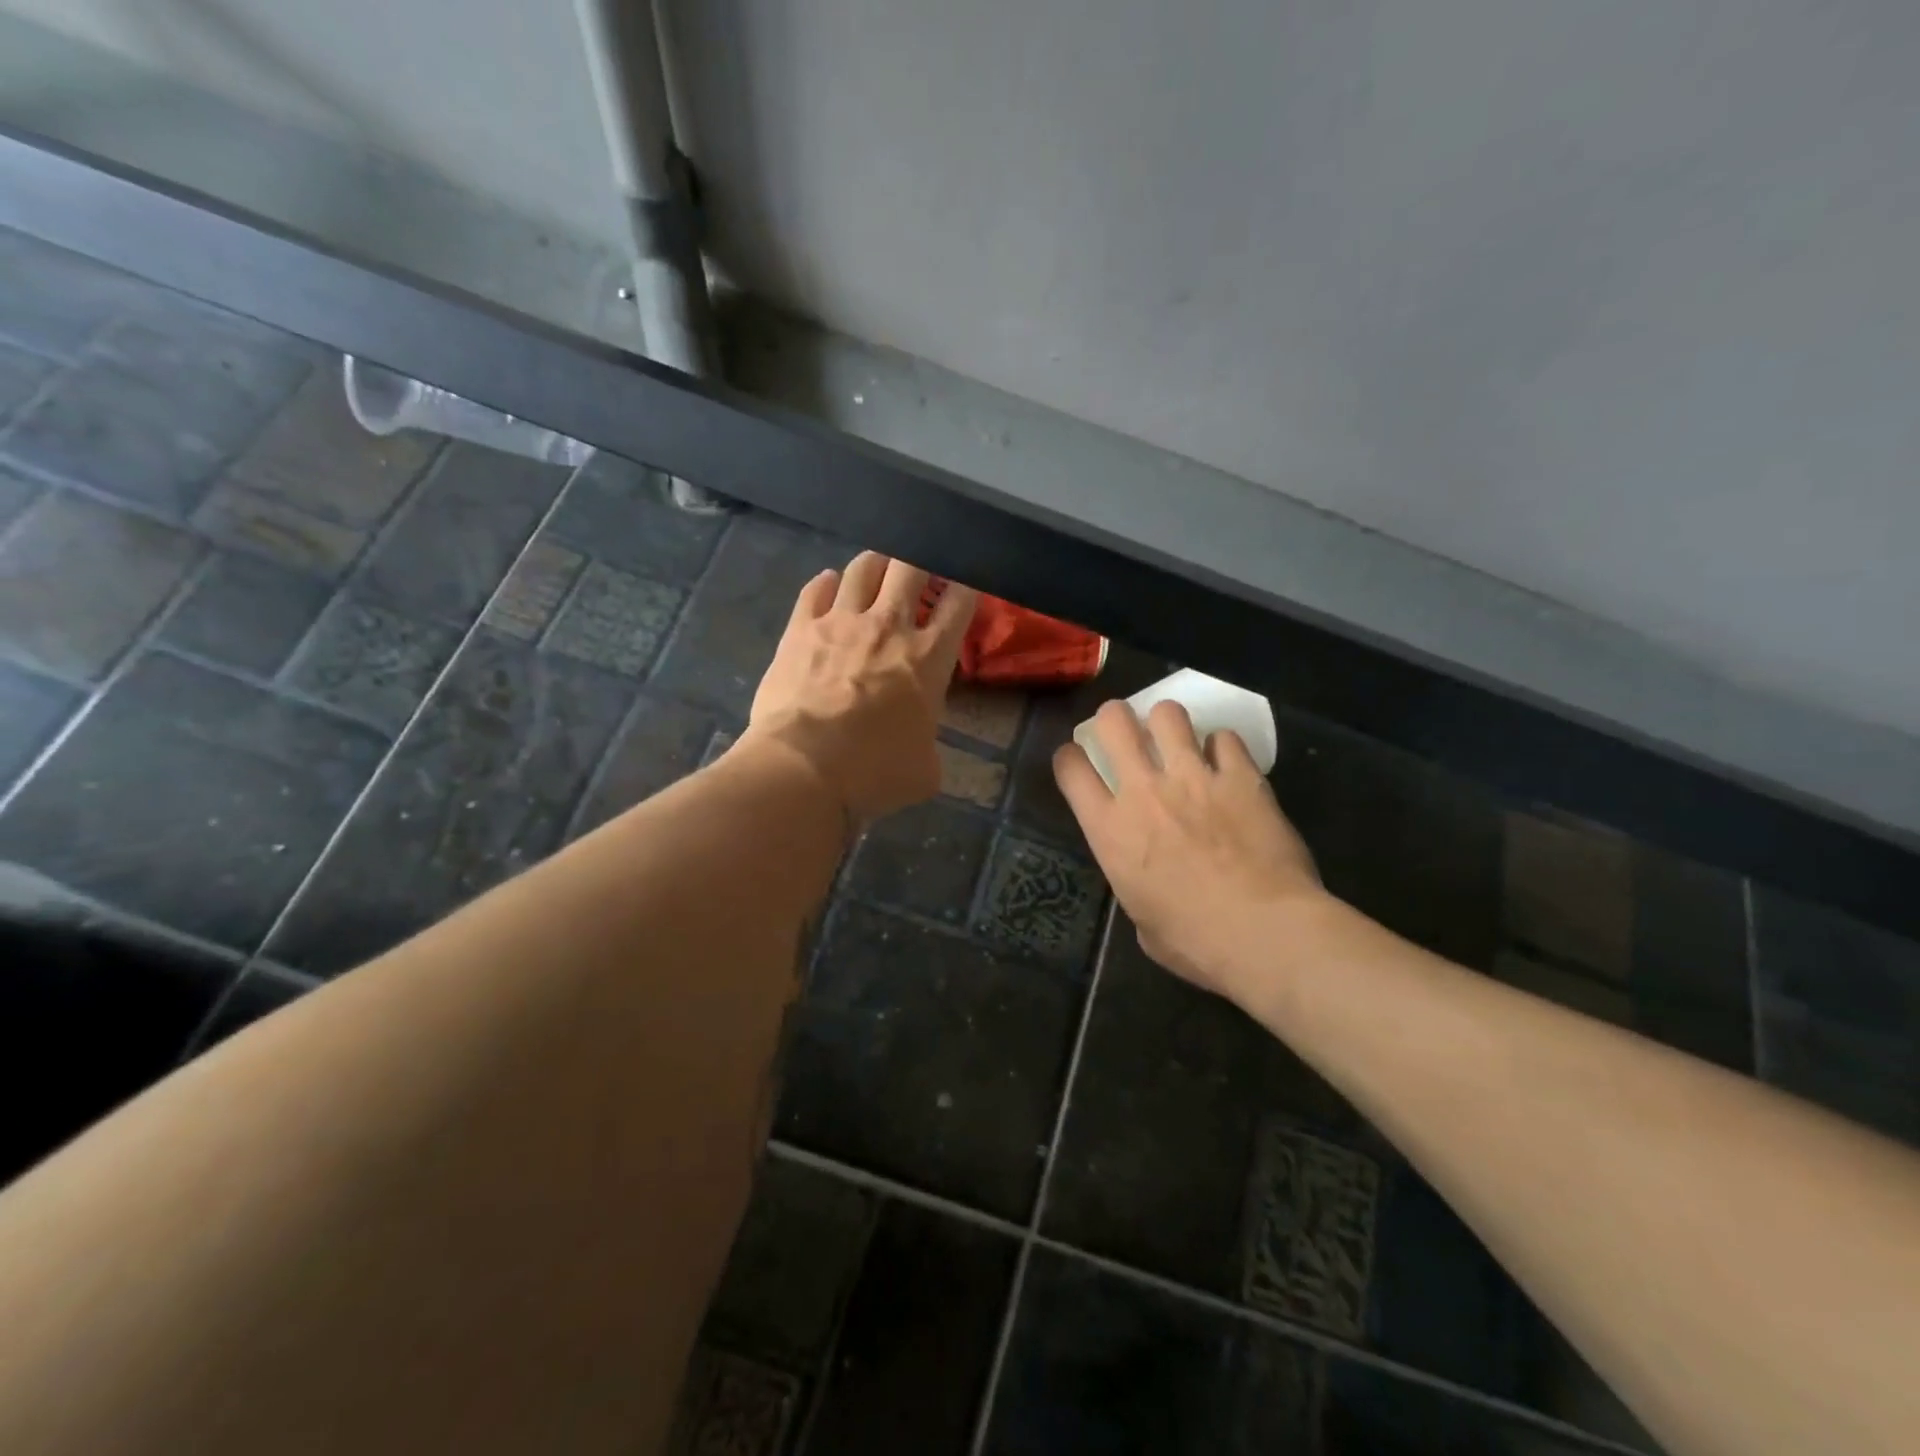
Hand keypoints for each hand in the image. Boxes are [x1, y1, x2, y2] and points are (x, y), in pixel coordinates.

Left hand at [746, 552, 976, 823]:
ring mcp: (841, 621)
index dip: (965, 587)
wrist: (804, 767)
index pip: (958, 602)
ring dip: (876, 565)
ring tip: (877, 573)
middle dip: (919, 563)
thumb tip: (919, 748)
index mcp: (929, 657)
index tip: (962, 587)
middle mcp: (889, 626)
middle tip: (917, 575)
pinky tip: (830, 586)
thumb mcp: (925, 770)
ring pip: (865, 567)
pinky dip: (827, 584)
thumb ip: (928, 746)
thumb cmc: (874, 772)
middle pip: (911, 566)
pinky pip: (816, 588)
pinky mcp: (800, 629)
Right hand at [1054, 699, 1321, 996]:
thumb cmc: (1195, 942)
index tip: (1079, 760)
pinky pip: (1225, 738)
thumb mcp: (1141, 919)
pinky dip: (1222, 747)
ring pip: (1168, 714)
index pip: (1070, 768)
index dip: (1070, 757)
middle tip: (1126, 732)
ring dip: (1168, 722)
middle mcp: (1144, 791)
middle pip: (1114, 721)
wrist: (1264, 933)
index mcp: (1110, 829)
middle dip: (1115, 718)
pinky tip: (1227, 764)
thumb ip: (1134, 881)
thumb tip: (1147, 877)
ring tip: (1177, 739)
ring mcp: (1194, 778)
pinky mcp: (1241, 777)